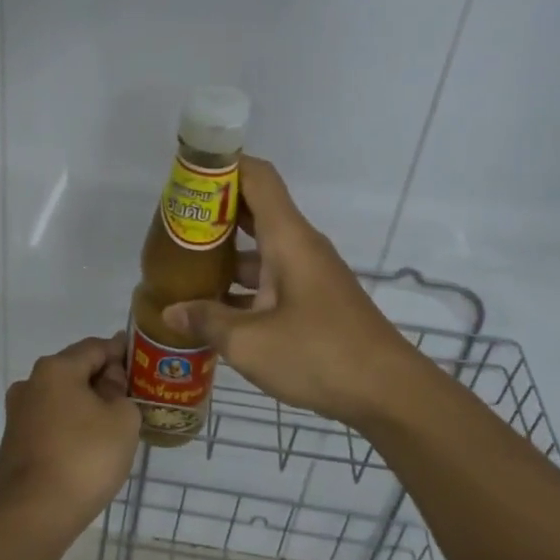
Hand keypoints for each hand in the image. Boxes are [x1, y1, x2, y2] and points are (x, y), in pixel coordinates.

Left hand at [0, 333, 140, 539]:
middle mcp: (31, 383)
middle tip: (133, 397)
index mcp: (56, 369)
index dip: (122, 352)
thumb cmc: (83, 458)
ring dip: (87, 405)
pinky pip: (51, 422)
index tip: (143, 364)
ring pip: (62, 398)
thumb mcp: (122, 420)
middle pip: (75, 370)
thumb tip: (108, 384)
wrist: (32, 515)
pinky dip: (71, 426)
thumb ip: (121, 392)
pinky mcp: (15, 442)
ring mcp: (18, 414)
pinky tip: (89, 446)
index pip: (96, 347)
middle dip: (104, 380)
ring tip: (114, 424)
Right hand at [162, 158, 426, 427]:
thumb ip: (207, 321)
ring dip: (224, 254)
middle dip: (213, 212)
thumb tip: (171, 313)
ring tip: (181, 267)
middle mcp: (299, 247)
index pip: (257, 178)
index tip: (185, 176)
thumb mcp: (250, 342)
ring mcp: (308, 275)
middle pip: (254, 211)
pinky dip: (240, 285)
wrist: (388, 392)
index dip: (222, 166)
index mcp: (288, 239)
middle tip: (172, 225)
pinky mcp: (312, 302)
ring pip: (259, 250)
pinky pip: (269, 279)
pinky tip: (212, 309)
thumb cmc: (319, 354)